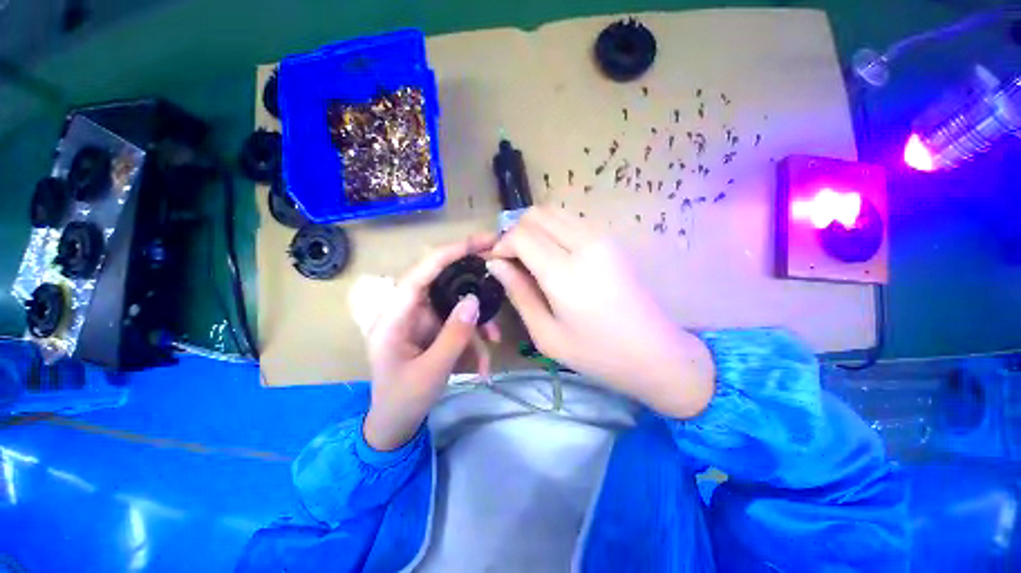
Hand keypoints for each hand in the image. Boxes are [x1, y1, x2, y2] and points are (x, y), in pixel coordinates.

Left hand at [364, 235, 500, 450]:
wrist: (395, 425)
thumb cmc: (403, 400)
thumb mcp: (431, 371)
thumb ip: (454, 335)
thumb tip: (474, 300)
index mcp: (394, 316)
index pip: (421, 273)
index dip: (449, 254)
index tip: (479, 243)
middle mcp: (408, 310)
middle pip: (442, 281)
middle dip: (472, 278)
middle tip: (499, 270)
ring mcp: (422, 320)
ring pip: (455, 304)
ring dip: (478, 320)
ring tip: (494, 341)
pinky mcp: (433, 330)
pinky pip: (458, 324)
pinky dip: (473, 338)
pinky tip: (483, 363)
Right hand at [489, 207, 714, 417]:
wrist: (654, 352)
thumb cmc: (597, 352)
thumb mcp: (546, 334)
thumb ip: (519, 293)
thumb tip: (496, 264)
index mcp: (566, 273)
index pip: (521, 235)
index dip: (502, 245)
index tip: (498, 264)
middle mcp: (585, 244)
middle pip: (536, 215)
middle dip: (516, 233)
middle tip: (514, 261)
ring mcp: (602, 237)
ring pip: (554, 212)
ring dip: (535, 229)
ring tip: (532, 258)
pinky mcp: (611, 239)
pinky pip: (572, 220)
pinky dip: (554, 230)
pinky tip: (555, 256)